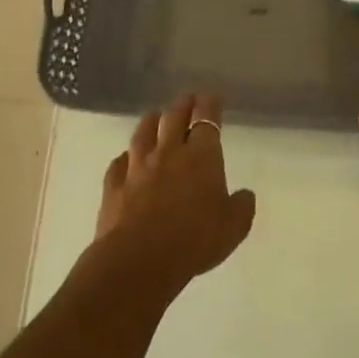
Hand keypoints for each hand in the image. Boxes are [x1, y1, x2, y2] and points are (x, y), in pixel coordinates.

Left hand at [95, 95, 255, 291]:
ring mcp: (137, 167)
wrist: (139, 260)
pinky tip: (125, 159)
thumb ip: (242, 207)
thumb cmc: (195, 239)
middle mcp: (169, 153)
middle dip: (183, 105)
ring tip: (155, 116)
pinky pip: (118, 163)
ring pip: (143, 133)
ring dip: (151, 121)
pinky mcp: (114, 186)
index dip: (209, 105)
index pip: (206, 120)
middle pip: (173, 117)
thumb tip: (245, 195)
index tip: (211, 97)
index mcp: (202, 157)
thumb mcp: (234, 227)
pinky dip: (125, 158)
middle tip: (187, 99)